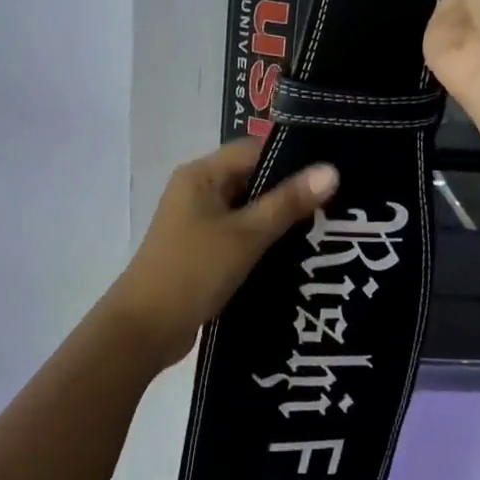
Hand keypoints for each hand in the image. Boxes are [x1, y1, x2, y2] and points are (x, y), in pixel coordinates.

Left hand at [103, 139, 338, 371]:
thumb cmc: (194, 271)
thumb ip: (288, 202)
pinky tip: (293, 255)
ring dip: (277, 220)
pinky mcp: (200, 250)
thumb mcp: (246, 235)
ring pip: (246, 209)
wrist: (145, 328)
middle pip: (251, 179)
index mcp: (201, 174)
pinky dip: (261, 241)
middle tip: (334, 207)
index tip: (330, 177)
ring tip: (322, 230)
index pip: (254, 150)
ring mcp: (196, 221)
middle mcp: (196, 190)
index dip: (291, 160)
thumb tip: (331, 170)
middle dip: (288, 192)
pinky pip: (238, 234)